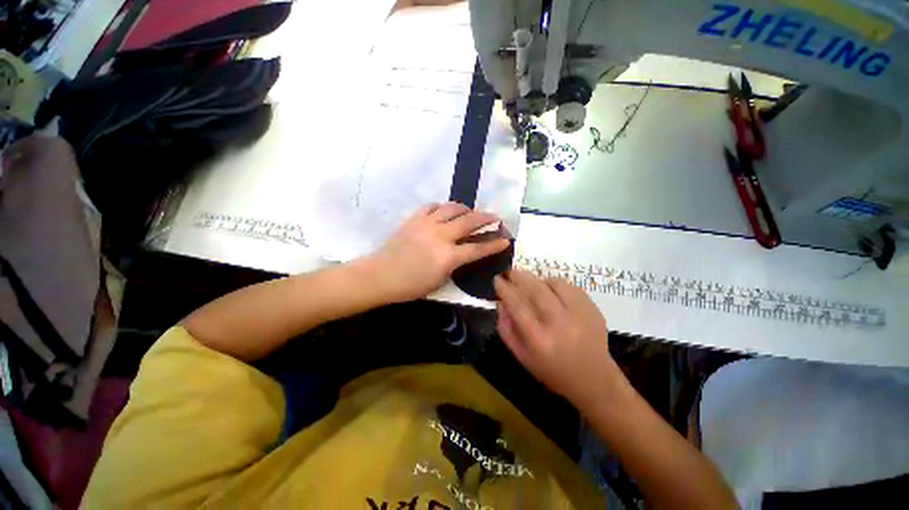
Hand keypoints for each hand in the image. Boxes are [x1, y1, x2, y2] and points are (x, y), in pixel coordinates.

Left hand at [364, 202, 509, 302]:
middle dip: (486, 218)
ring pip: (452, 208)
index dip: (494, 244)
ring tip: (470, 211)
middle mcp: (441, 236)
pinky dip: (442, 207)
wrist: (381, 275)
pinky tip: (444, 210)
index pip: (477, 249)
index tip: (505, 239)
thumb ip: (454, 265)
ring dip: (465, 208)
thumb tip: (462, 253)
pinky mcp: (414, 219)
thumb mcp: (439, 281)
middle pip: (469, 222)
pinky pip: (432, 206)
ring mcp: (427, 224)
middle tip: (495, 217)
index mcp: (448, 257)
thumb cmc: (410, 286)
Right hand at [494, 270, 624, 407]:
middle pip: (537, 290)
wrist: (594, 380)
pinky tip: (552, 291)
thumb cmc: (552, 371)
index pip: (518, 306)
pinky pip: (571, 287)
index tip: (497, 279)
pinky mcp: (593, 310)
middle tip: (510, 272)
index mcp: (540, 340)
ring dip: (539, 280)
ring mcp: (580, 315)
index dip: (505, 290)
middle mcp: (560, 324)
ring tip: (532, 284)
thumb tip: (500, 303)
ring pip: (555, 284)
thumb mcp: (522, 357)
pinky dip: (557, 285)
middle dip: (520, 277)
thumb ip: (506, 330)